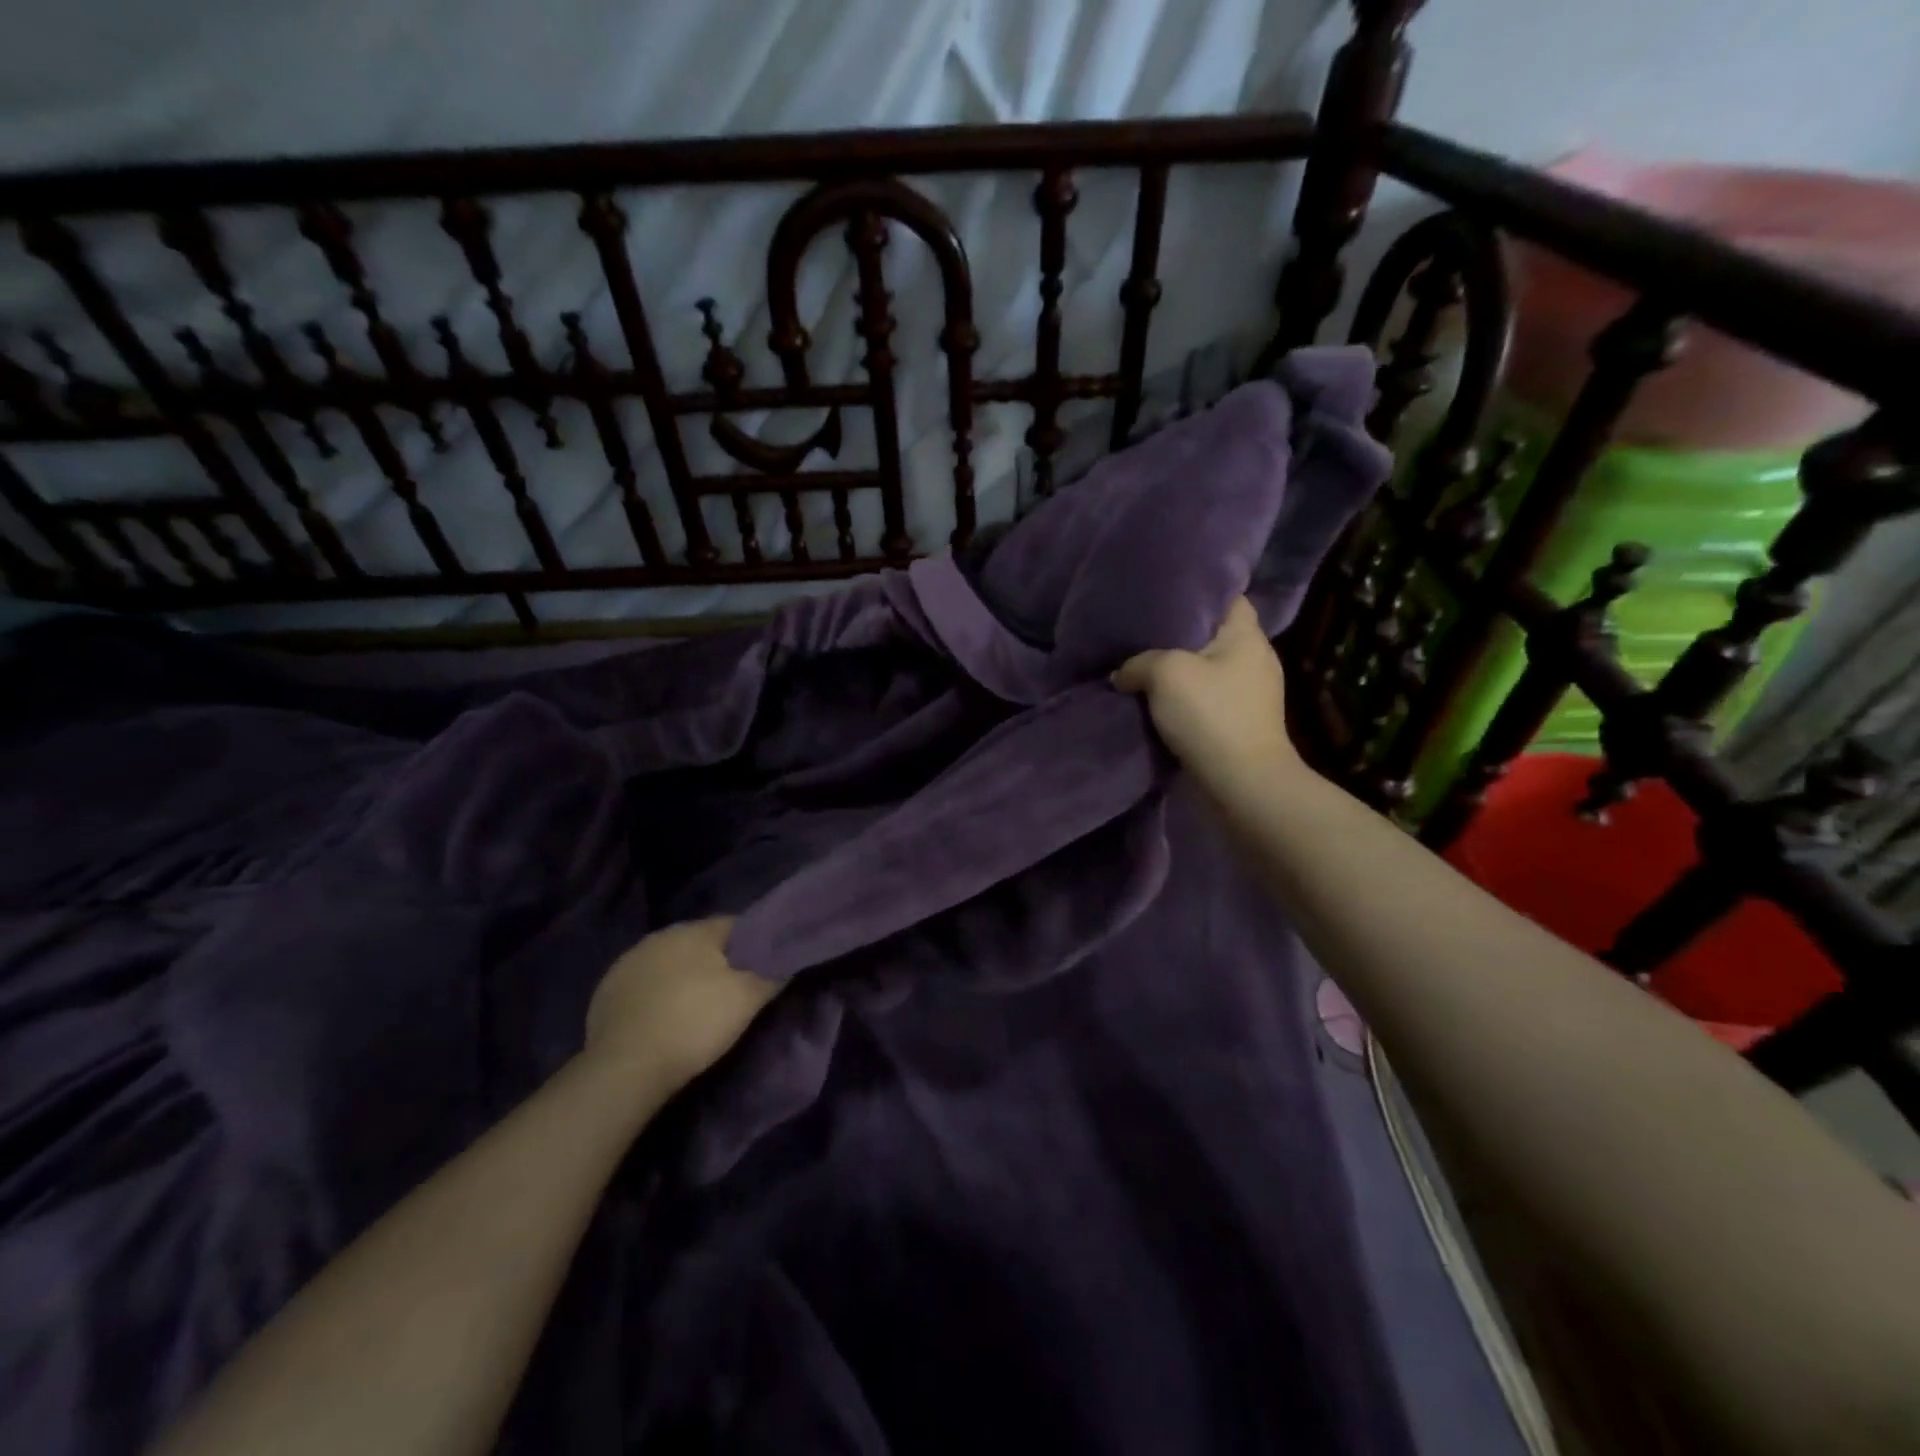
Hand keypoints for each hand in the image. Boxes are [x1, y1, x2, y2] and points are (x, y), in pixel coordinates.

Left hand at [584, 918, 778, 1095]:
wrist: (625, 1069)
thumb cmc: (694, 1023)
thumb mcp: (747, 998)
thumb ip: (772, 972)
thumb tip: (788, 957)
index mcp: (694, 929)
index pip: (735, 925)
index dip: (754, 944)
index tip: (764, 966)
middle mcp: (660, 936)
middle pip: (701, 942)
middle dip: (718, 959)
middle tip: (734, 989)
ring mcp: (627, 962)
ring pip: (670, 962)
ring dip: (684, 976)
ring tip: (698, 1007)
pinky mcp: (606, 992)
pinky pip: (644, 985)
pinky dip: (658, 995)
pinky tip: (664, 1019)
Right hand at [1112, 596, 1302, 792]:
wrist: (1241, 783)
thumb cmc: (1211, 715)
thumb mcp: (1165, 673)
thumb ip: (1138, 662)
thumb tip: (1123, 673)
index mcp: (1246, 636)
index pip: (1228, 597)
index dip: (1197, 591)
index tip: (1163, 593)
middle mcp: (1254, 659)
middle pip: (1212, 634)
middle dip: (1179, 634)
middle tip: (1140, 630)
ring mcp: (1250, 694)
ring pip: (1206, 669)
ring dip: (1178, 671)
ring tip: (1141, 666)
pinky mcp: (1239, 723)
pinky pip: (1205, 699)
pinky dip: (1183, 699)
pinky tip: (1156, 701)